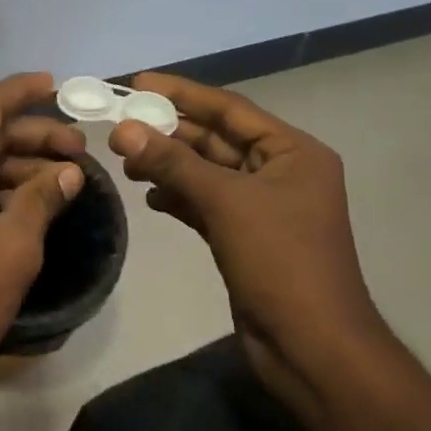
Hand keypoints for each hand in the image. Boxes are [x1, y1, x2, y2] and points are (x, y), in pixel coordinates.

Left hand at [0, 74, 85, 423]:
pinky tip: (35, 202)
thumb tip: (68, 171)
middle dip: (32, 135)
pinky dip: (0, 189)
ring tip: (67, 176)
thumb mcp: (15, 243)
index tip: (54, 83)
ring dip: (19, 165)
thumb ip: (42, 197)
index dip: (21, 91)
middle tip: (79, 147)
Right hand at [107, 72, 394, 413]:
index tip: (137, 83)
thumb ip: (173, 162)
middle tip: (119, 126)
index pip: (230, 109)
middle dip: (168, 133)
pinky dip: (177, 197)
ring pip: (206, 172)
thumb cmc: (280, 261)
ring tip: (126, 162)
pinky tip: (149, 196)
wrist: (311, 347)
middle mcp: (280, 172)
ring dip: (167, 165)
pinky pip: (204, 203)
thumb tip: (123, 130)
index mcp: (293, 152)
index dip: (182, 93)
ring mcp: (262, 207)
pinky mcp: (244, 237)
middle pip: (215, 139)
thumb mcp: (225, 202)